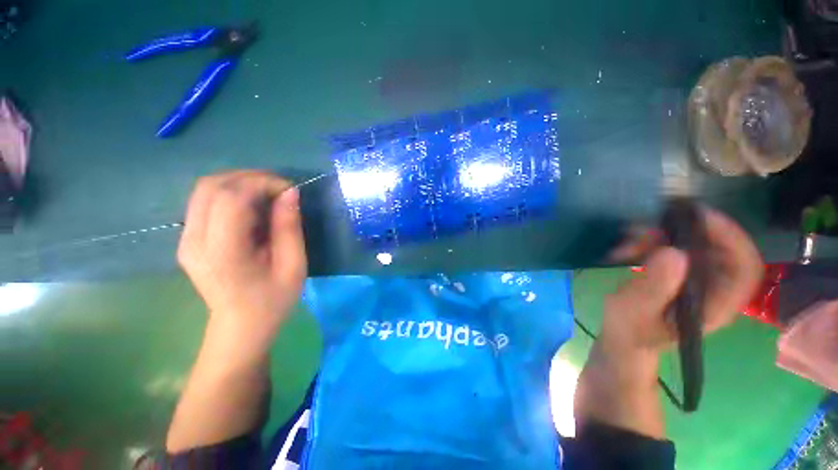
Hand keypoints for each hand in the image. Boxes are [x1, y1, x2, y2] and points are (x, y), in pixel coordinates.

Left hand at [177, 171, 306, 337]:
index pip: (231, 197)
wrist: (241, 326)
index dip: (262, 183)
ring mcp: (186, 239)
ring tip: (269, 194)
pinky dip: (231, 194)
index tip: (289, 189)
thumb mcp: (293, 265)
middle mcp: (194, 240)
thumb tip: (290, 193)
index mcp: (222, 252)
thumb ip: (289, 227)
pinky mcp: (188, 238)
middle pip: (211, 186)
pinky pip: (205, 201)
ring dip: (240, 183)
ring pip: (205, 189)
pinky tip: (253, 206)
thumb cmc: (273, 299)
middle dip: (250, 177)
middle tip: (280, 188)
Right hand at [602, 206, 763, 357]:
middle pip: (719, 248)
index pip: (744, 267)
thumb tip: (674, 253)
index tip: (701, 218)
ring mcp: (694, 278)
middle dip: (687, 231)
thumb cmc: (631, 330)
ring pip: (691, 243)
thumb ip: (654, 287)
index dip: (732, 239)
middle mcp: (712, 287)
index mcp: (715, 304)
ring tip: (627, 245)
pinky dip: (649, 241)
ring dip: (659, 237)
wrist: (623, 335)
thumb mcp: (637, 312)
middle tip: (655, 224)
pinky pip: (670, 246)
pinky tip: (626, 249)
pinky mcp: (675, 271)